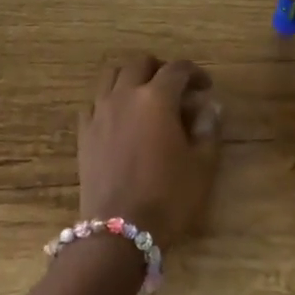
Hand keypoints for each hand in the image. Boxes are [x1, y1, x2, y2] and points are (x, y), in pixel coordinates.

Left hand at [77, 56, 221, 248]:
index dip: (195, 73)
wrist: (120, 230)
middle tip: (175, 87)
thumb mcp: (201, 165)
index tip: (205, 87)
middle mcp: (125, 95)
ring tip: (145, 95)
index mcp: (156, 99)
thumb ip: (208, 129)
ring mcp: (100, 112)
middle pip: (140, 64)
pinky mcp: (84, 131)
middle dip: (160, 69)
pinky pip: (95, 101)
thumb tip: (209, 106)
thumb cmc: (168, 197)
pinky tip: (121, 117)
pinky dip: (110, 99)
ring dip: (131, 77)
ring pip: (112, 76)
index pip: (177, 70)